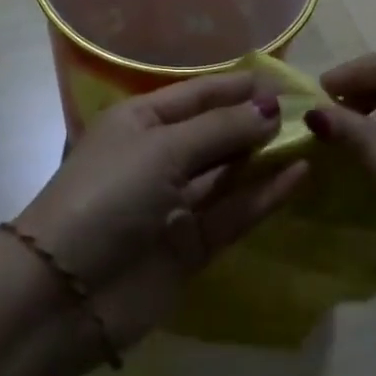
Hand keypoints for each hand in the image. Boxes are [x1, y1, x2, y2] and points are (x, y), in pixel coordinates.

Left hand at [14, 73, 307, 347]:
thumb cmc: (109, 196)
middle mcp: (159, 155)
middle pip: (215, 131)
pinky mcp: (191, 245)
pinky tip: (298, 176)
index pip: (197, 94)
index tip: (283, 81)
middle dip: (255, 120)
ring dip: (264, 156)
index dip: (237, 87)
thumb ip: (219, 130)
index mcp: (140, 120)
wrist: (65, 294)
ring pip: (228, 172)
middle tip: (307, 110)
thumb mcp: (162, 150)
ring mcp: (175, 202)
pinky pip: (234, 212)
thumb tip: (270, 107)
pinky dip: (264, 195)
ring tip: (311, 137)